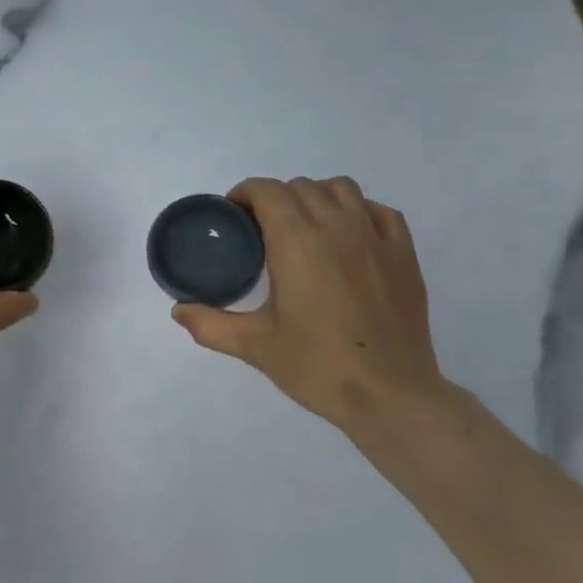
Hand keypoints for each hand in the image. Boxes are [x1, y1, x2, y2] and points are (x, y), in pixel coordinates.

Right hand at [171, 176, 450, 432]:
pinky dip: (359, 211)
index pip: (267, 191)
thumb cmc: (317, 367)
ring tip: (305, 226)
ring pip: (341, 189)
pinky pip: (379, 211)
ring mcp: (375, 237)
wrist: (389, 395)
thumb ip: (210, 324)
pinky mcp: (404, 254)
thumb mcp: (254, 346)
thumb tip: (178, 310)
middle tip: (262, 230)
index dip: (245, 194)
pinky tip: (350, 236)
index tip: (233, 215)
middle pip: (300, 187)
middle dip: (275, 198)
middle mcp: (336, 227)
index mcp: (296, 242)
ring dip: (316, 197)